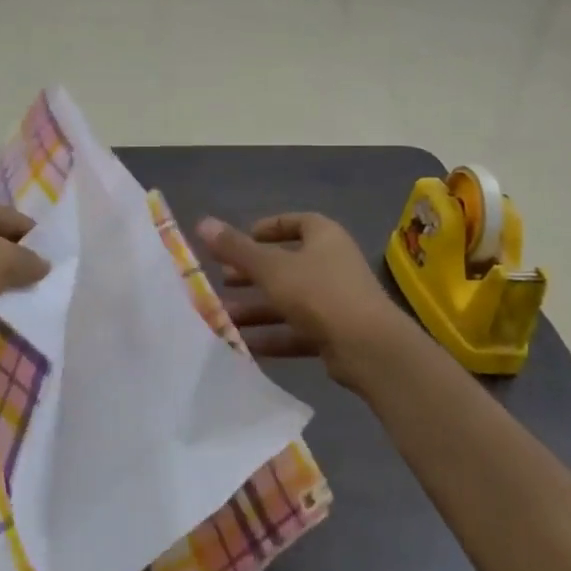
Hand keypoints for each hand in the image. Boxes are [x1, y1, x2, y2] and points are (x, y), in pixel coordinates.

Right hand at [195, 212, 411, 386]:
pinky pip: (297, 329)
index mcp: (324, 237)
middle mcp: (333, 264)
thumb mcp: (270, 268)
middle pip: (287, 264)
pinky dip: (272, 335)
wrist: (369, 348)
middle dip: (253, 273)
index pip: (295, 222)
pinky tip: (243, 344)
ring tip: (223, 316)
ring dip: (257, 308)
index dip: (267, 228)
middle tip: (223, 280)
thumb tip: (202, 222)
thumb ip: (235, 248)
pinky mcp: (336, 333)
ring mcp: (336, 300)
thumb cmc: (318, 293)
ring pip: (289, 300)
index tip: (241, 240)